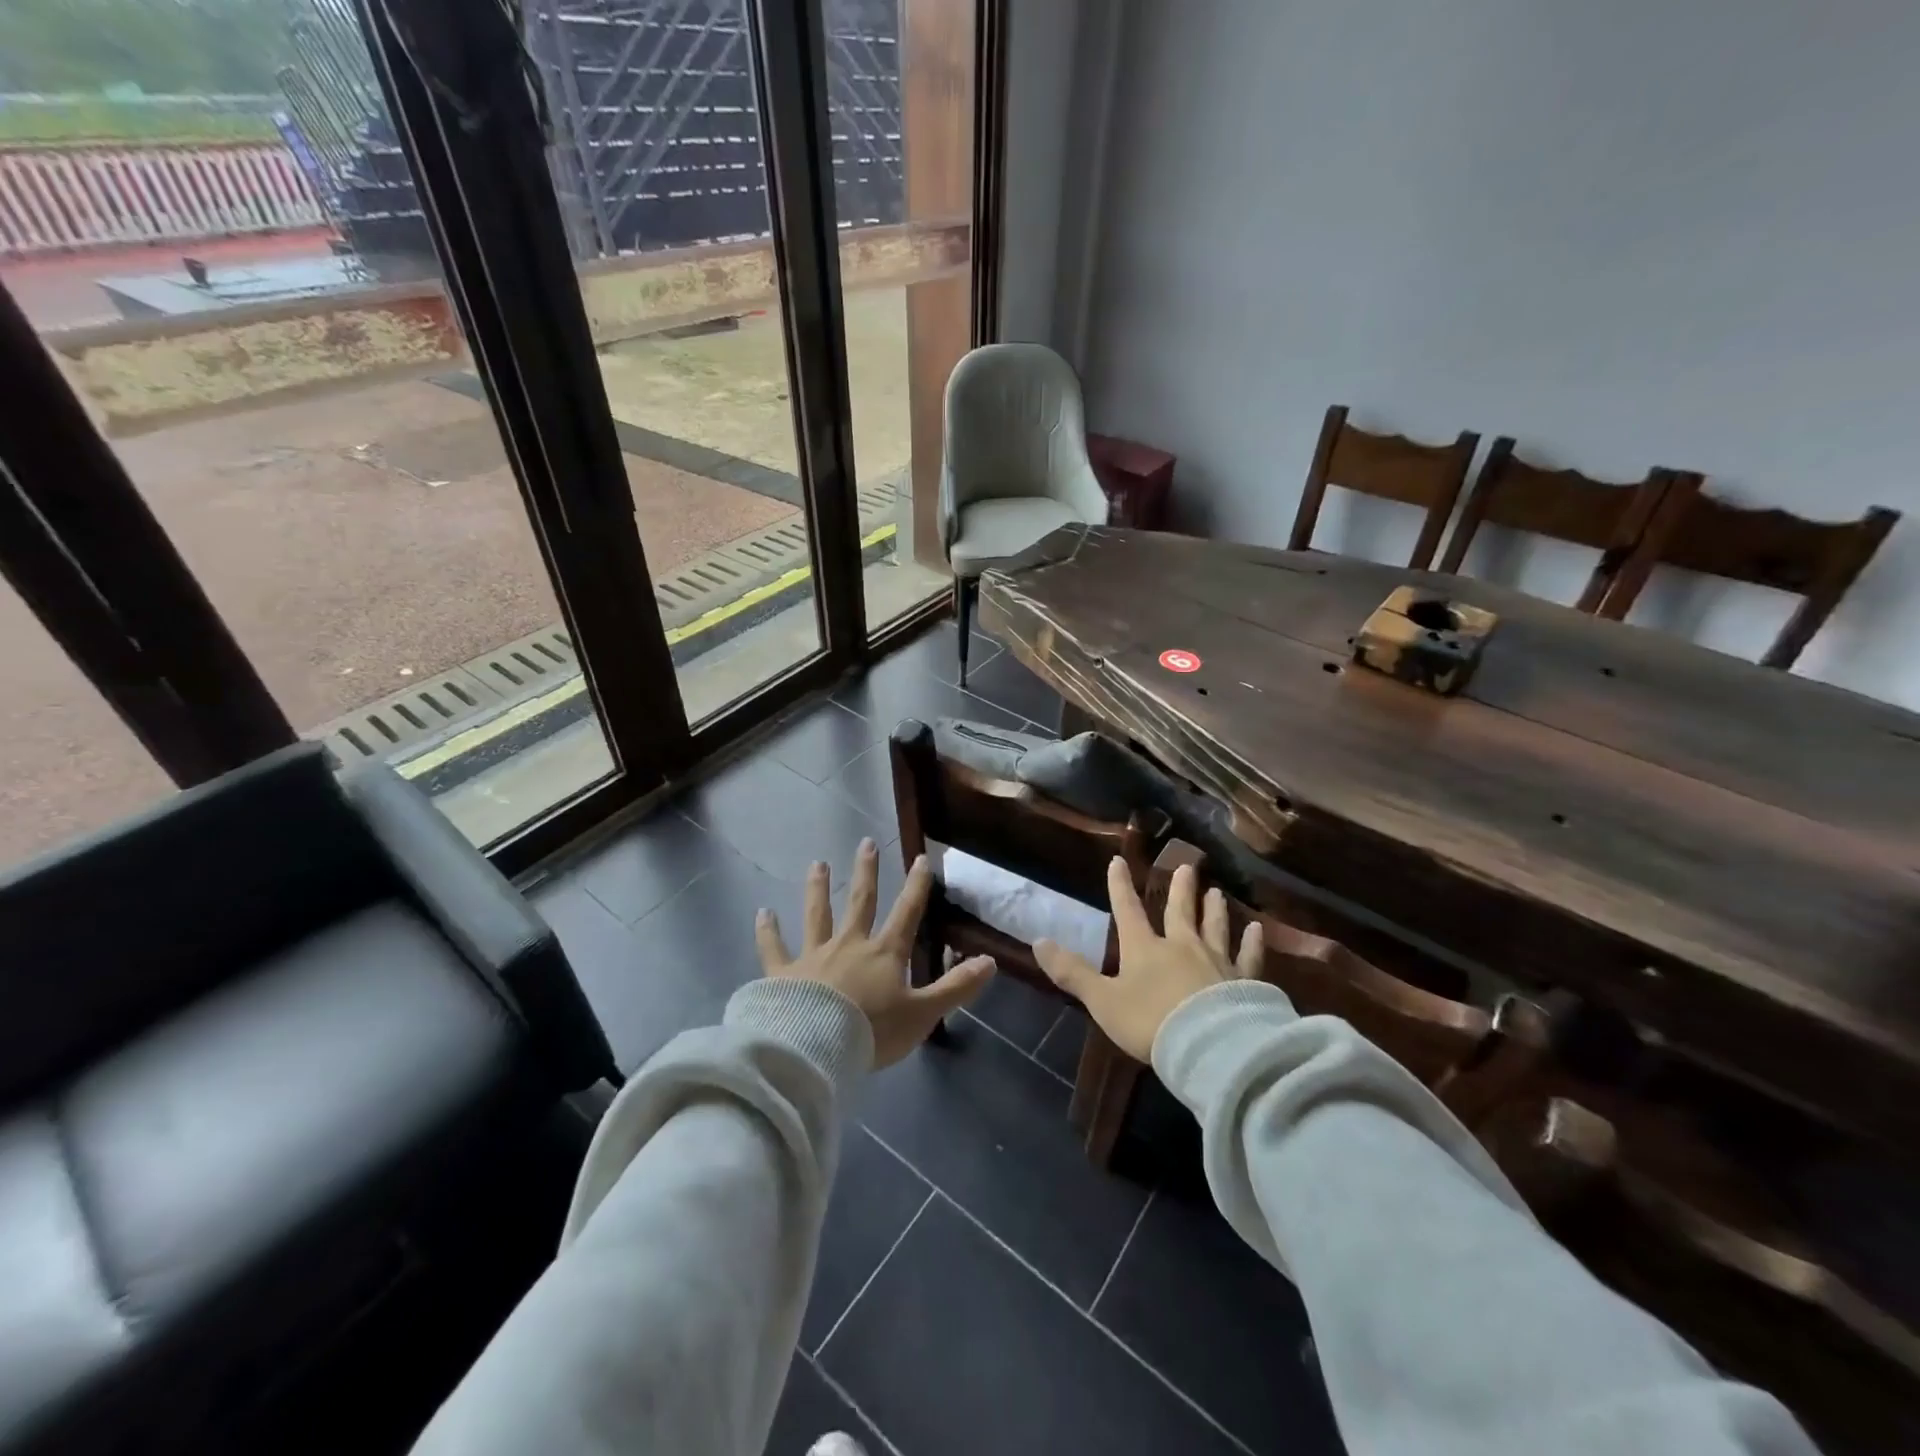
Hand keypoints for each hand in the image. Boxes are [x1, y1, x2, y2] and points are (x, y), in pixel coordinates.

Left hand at [755, 839, 993, 1067]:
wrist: (814, 1048)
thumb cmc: (872, 1032)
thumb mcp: (923, 1013)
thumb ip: (956, 987)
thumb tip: (991, 961)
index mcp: (884, 953)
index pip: (906, 913)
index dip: (916, 886)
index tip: (921, 858)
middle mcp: (849, 945)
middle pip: (860, 901)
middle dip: (866, 871)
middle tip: (866, 842)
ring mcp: (813, 956)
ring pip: (817, 915)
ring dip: (818, 888)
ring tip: (817, 863)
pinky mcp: (782, 974)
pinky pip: (773, 948)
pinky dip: (768, 931)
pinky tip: (763, 912)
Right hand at [1034, 859, 1261, 1061]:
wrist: (1207, 1045)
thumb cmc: (1149, 1022)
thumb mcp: (1102, 1000)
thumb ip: (1072, 972)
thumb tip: (1038, 941)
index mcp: (1144, 948)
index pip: (1128, 910)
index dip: (1120, 886)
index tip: (1119, 861)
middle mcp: (1181, 946)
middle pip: (1180, 911)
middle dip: (1180, 889)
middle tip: (1188, 865)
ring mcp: (1216, 961)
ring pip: (1214, 927)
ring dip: (1213, 909)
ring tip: (1216, 891)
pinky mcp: (1244, 981)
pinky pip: (1248, 957)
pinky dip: (1252, 943)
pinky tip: (1257, 930)